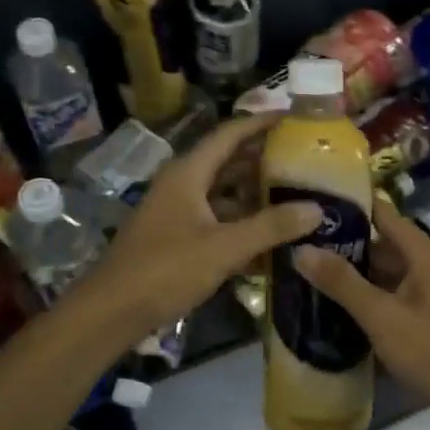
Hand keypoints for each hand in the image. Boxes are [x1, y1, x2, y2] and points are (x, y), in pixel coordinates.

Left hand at [78, 114, 321, 335]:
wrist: (111, 312)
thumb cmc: (165, 270)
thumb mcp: (223, 248)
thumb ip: (271, 227)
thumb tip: (318, 209)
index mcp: (189, 173)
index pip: (230, 133)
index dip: (262, 123)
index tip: (295, 117)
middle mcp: (182, 184)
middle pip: (229, 161)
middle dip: (265, 159)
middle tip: (306, 159)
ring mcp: (178, 211)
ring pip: (224, 192)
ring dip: (256, 193)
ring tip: (297, 194)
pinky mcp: (178, 237)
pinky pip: (217, 219)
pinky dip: (242, 222)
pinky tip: (271, 235)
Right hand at [293, 198, 429, 429]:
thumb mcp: (382, 316)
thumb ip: (342, 282)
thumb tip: (301, 249)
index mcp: (420, 252)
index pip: (379, 211)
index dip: (347, 203)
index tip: (309, 201)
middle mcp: (423, 264)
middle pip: (376, 242)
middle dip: (339, 243)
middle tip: (294, 243)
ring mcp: (423, 290)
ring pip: (378, 271)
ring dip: (348, 273)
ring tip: (302, 272)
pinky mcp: (420, 315)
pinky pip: (385, 295)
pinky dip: (361, 296)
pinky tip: (330, 306)